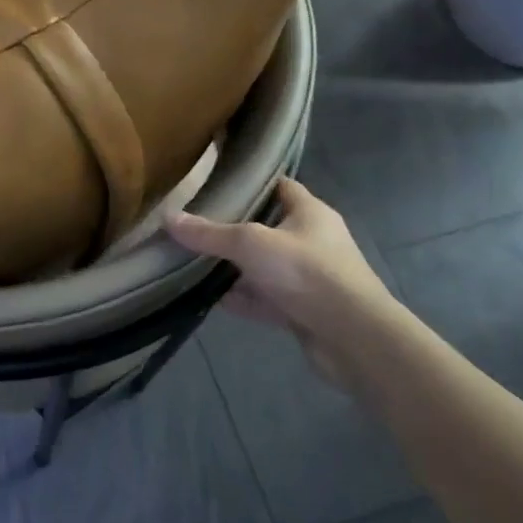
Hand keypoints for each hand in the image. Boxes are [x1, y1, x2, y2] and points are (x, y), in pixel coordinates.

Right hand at [164, 176, 399, 385]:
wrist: (354, 338)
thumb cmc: (307, 272)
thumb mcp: (250, 244)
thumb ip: (209, 233)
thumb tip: (168, 218)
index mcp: (310, 213)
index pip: (280, 187)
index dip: (252, 183)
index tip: (217, 184)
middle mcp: (312, 241)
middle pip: (267, 229)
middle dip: (233, 230)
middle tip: (195, 226)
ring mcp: (309, 278)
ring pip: (264, 267)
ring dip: (235, 269)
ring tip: (194, 263)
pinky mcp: (304, 311)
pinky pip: (265, 299)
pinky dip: (242, 299)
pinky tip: (211, 299)